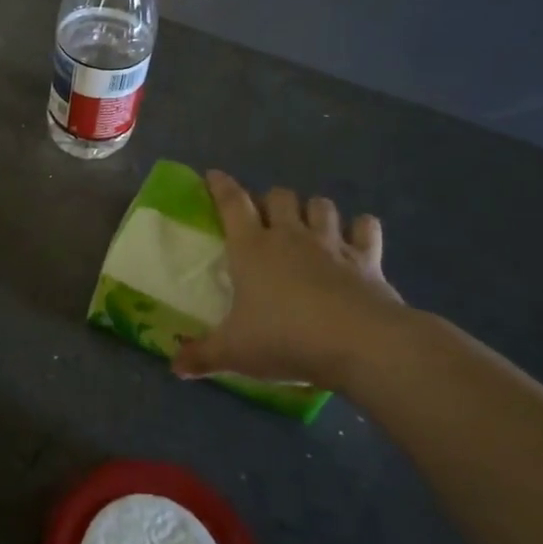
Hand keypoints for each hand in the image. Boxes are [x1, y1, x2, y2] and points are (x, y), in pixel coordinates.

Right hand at [174, 171, 412, 390]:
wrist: (360, 344)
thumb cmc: (285, 339)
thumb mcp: (235, 353)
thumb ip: (203, 356)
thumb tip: (175, 367)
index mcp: (251, 248)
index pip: (231, 203)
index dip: (221, 186)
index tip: (213, 176)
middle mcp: (289, 236)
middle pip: (279, 196)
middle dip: (270, 200)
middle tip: (265, 219)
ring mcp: (331, 244)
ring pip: (321, 205)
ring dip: (312, 210)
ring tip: (308, 225)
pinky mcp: (366, 258)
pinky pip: (365, 228)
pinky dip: (360, 229)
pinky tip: (356, 238)